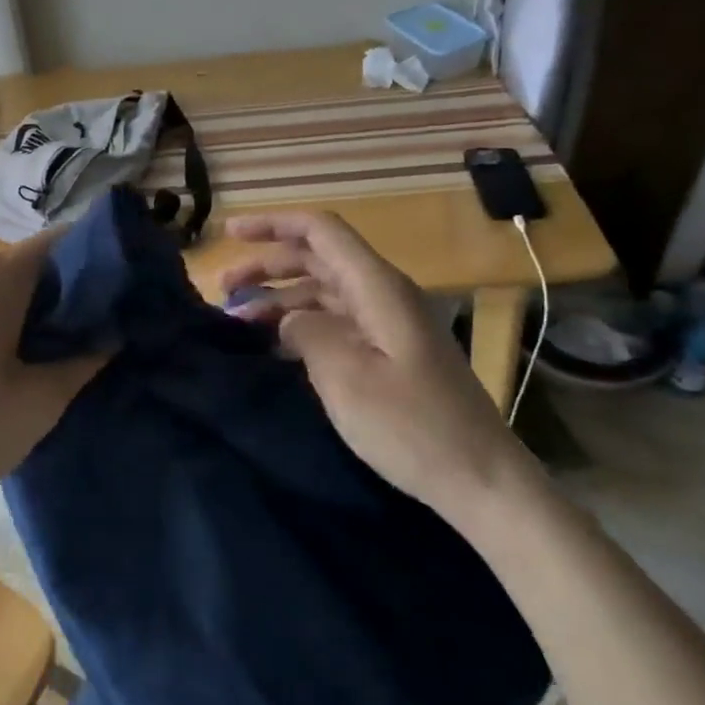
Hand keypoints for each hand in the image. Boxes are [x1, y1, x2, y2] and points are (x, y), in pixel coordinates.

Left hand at [0, 232, 107, 510]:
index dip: (92, 261)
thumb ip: (83, 361)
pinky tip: (6, 358)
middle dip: (63, 290)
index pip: (57, 243)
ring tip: (54, 348)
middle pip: (28, 264)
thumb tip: (110, 336)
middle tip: (93, 329)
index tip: (117, 291)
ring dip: (29, 307)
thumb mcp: (39, 402)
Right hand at [219, 212, 527, 516]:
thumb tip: (287, 319)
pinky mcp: (388, 353)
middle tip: (223, 289)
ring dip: (279, 299)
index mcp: (377, 288)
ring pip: (322, 291)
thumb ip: (306, 333)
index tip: (230, 234)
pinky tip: (273, 346)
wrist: (481, 479)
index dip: (273, 224)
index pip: (320, 231)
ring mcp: (387, 324)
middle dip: (266, 265)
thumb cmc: (412, 427)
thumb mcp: (346, 378)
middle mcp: (382, 295)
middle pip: (317, 258)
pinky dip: (300, 325)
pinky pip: (334, 322)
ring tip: (237, 321)